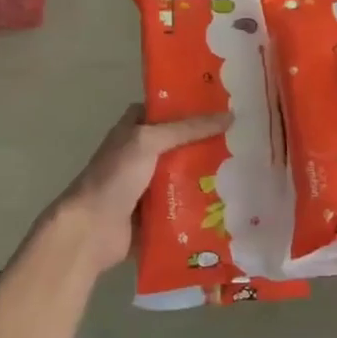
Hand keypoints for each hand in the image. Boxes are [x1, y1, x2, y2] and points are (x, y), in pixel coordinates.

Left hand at [51, 104, 229, 275]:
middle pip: (179, 146)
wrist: (91, 230)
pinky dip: (200, 206)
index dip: (189, 107)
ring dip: (207, 177)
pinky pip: (182, 207)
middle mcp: (139, 157)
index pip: (164, 112)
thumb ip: (187, 129)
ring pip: (184, 177)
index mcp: (132, 132)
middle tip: (245, 141)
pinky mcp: (155, 215)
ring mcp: (146, 188)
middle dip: (207, 144)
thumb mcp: (148, 141)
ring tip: (245, 172)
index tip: (223, 107)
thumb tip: (230, 116)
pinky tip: (230, 204)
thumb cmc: (115, 177)